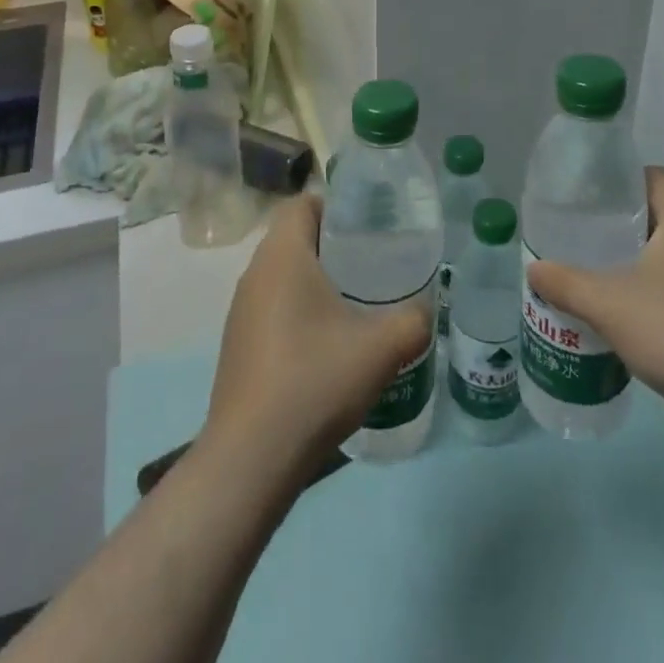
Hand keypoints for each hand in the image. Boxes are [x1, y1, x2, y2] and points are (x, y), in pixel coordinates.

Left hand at [200, 194, 432, 484]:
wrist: (251, 459)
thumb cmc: (315, 381)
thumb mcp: (381, 348)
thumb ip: (412, 320)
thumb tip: (425, 309)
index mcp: (282, 255)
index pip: (303, 203)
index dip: (337, 206)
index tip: (371, 227)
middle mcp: (255, 273)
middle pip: (295, 237)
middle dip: (335, 244)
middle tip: (376, 263)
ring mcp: (242, 311)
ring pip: (284, 275)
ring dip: (317, 280)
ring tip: (359, 302)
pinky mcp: (238, 344)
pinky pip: (274, 307)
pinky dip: (301, 311)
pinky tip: (330, 344)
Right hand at [526, 167, 663, 440]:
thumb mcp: (608, 306)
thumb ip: (566, 284)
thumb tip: (534, 269)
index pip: (656, 176)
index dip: (622, 184)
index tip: (592, 204)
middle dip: (630, 223)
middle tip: (593, 240)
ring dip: (653, 256)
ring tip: (615, 276)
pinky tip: (650, 314)